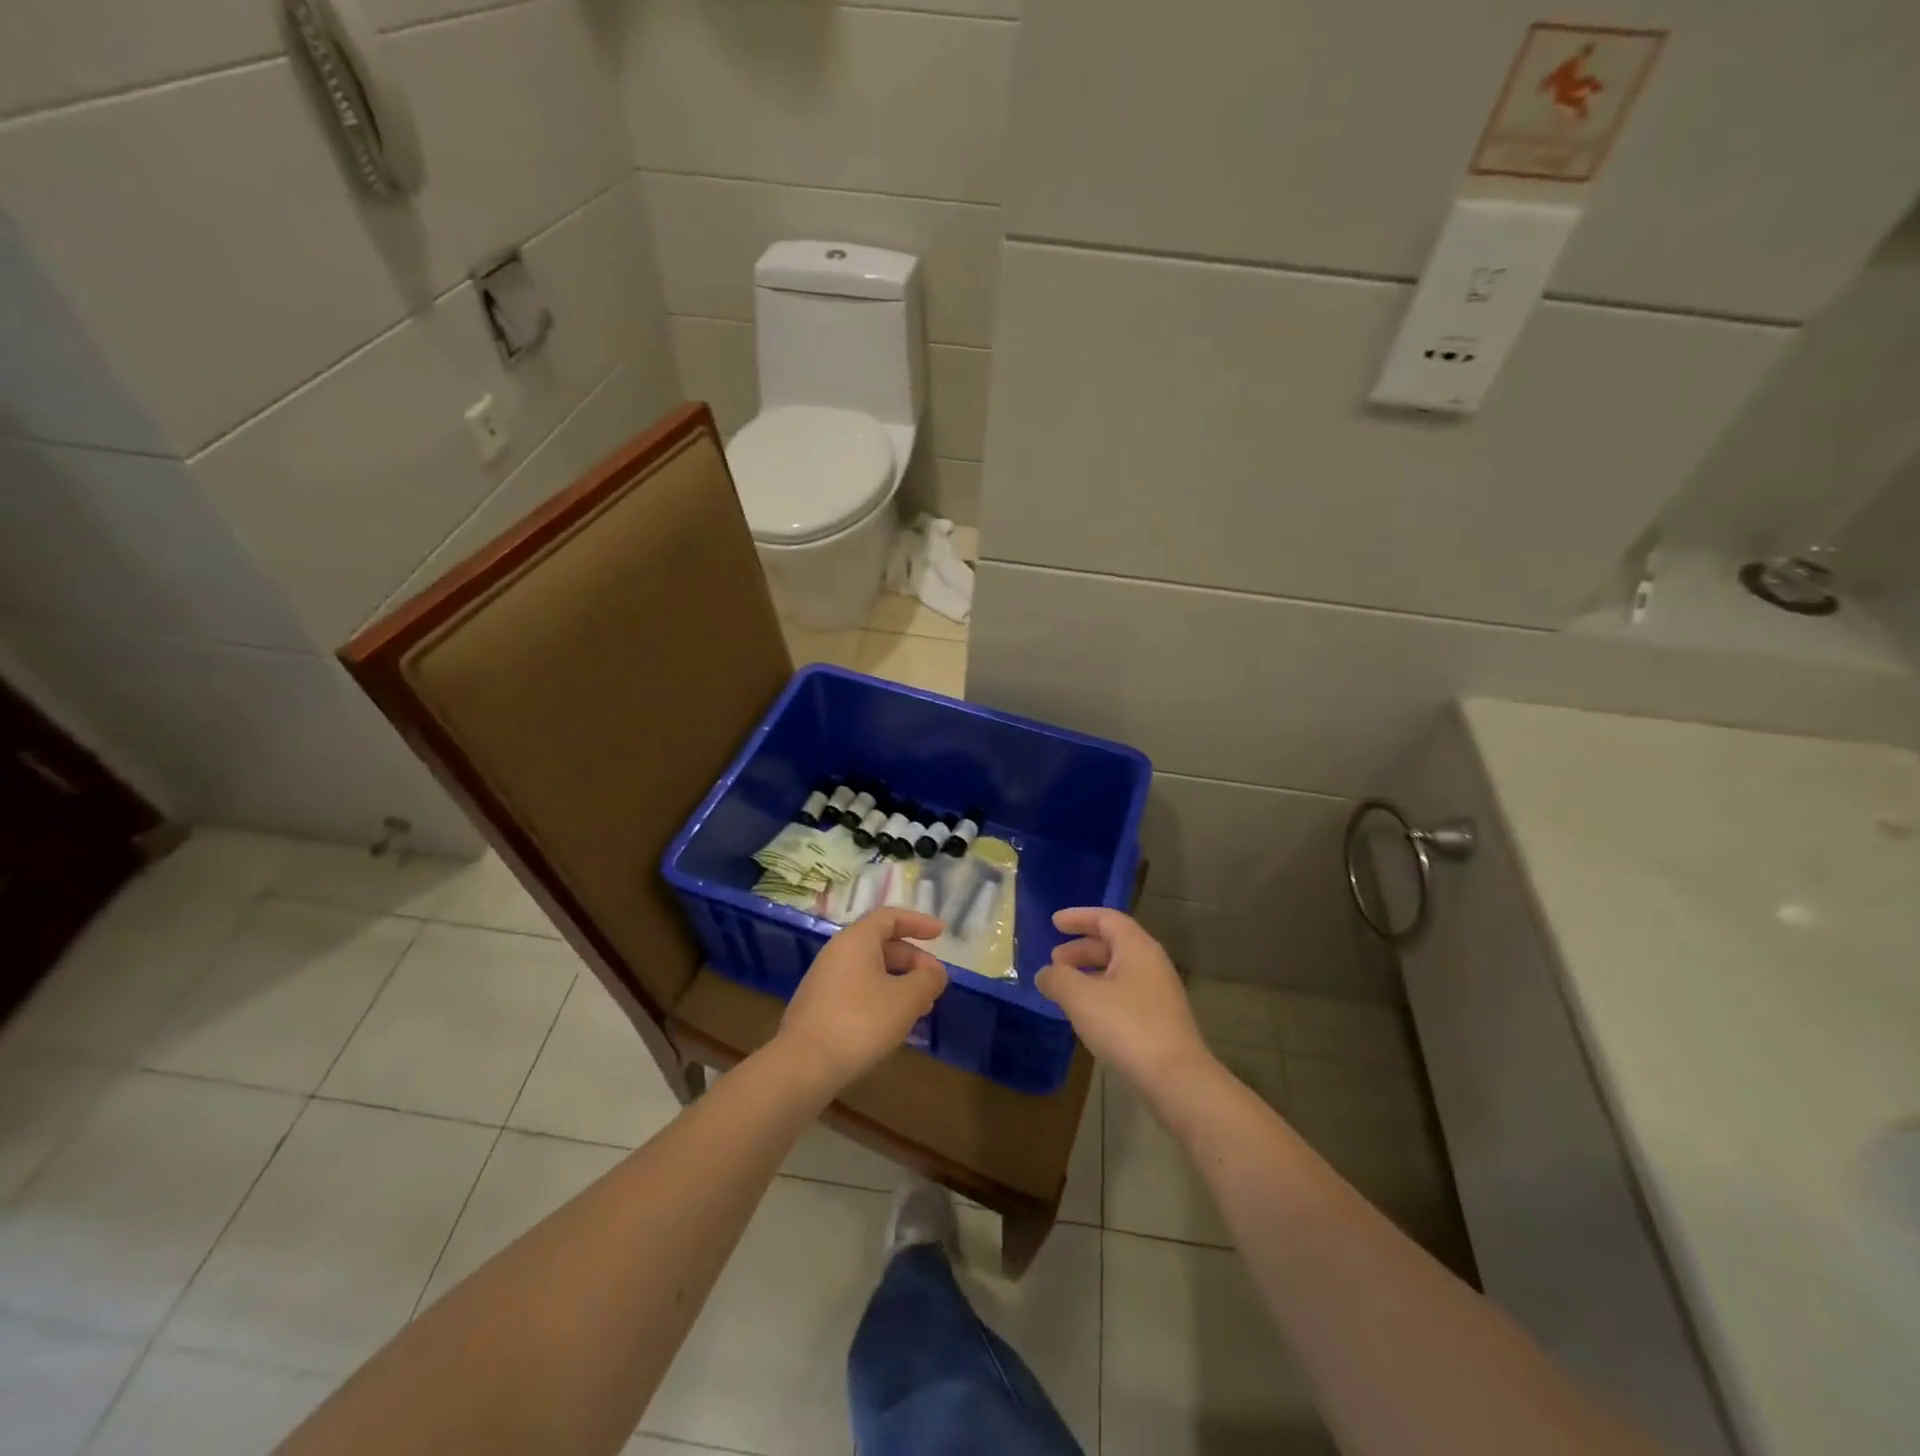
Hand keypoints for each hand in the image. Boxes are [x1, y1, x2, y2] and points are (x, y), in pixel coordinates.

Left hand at [777, 909, 947, 1088]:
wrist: (803, 1066)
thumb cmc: (860, 1022)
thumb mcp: (906, 999)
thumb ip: (927, 980)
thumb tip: (935, 972)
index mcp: (856, 940)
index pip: (890, 917)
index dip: (918, 922)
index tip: (942, 934)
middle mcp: (837, 952)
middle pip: (881, 944)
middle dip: (913, 960)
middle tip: (935, 983)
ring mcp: (824, 980)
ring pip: (870, 970)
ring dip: (899, 982)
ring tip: (921, 1008)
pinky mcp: (818, 1007)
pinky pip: (857, 990)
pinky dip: (881, 997)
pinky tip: (894, 1024)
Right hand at [1035, 907, 1213, 1091]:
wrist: (1176, 1078)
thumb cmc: (1126, 1026)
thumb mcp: (1080, 998)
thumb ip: (1057, 979)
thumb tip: (1045, 974)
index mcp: (1136, 947)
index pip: (1106, 918)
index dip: (1078, 917)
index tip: (1054, 922)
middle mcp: (1152, 963)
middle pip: (1113, 944)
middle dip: (1081, 949)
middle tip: (1054, 961)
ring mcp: (1159, 992)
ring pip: (1119, 970)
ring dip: (1090, 973)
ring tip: (1065, 988)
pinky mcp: (1161, 1019)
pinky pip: (1126, 992)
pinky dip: (1102, 993)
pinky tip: (1087, 1014)